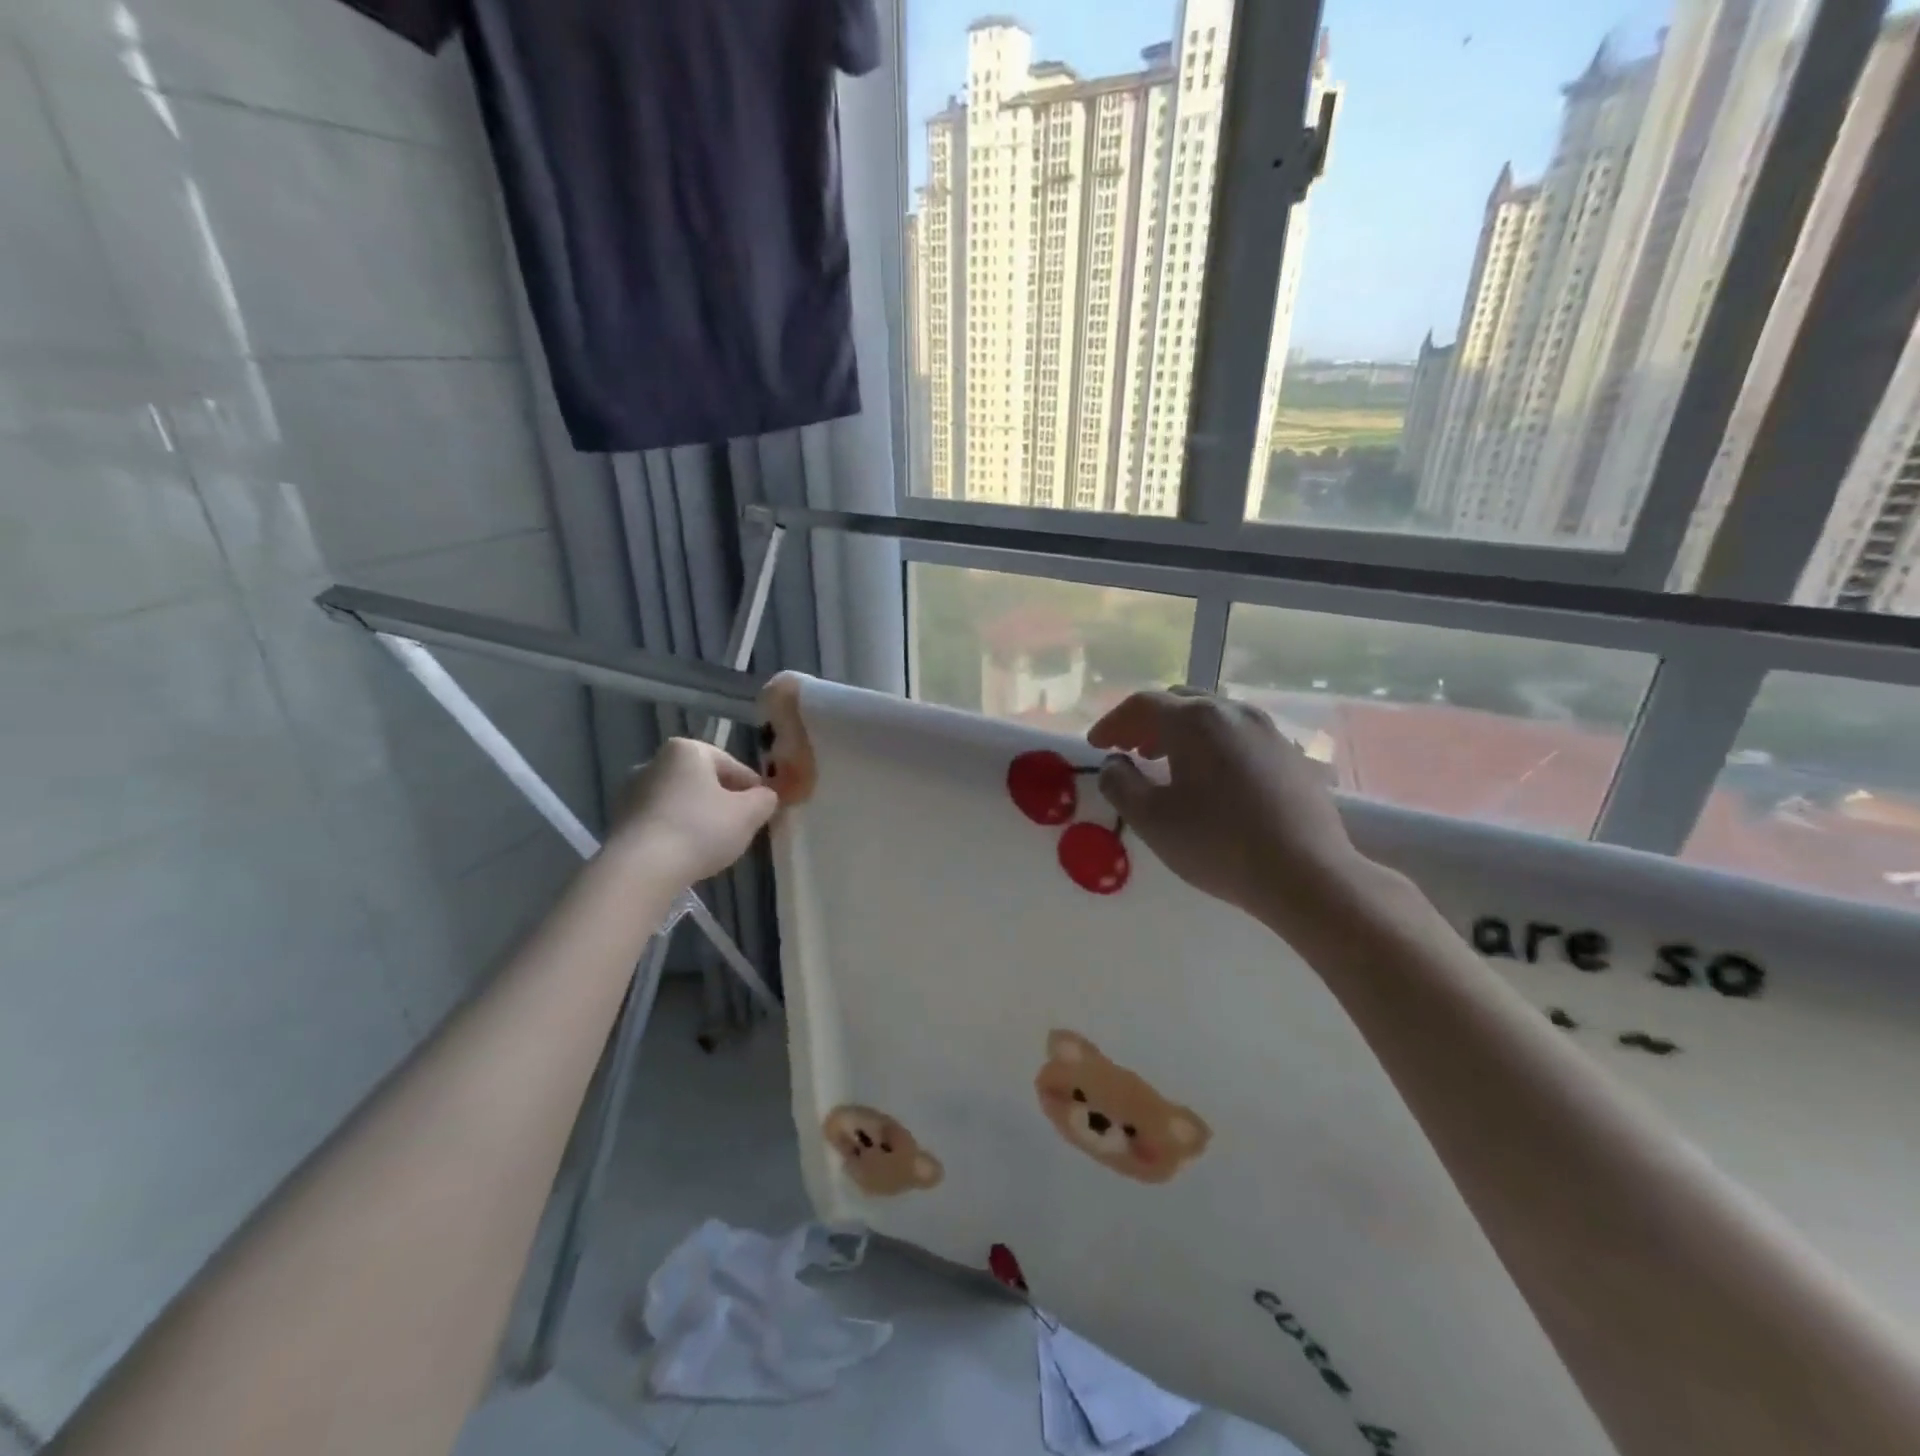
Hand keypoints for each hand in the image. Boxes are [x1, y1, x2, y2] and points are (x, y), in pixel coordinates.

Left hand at [611, 739, 778, 884]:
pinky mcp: (620, 819)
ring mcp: (632, 791)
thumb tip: (765, 796)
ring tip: (714, 844)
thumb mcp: (748, 814)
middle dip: (723, 801)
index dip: (753, 789)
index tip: (763, 811)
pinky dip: (677, 830)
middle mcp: (654, 761)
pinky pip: (661, 820)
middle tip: (740, 827)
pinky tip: (687, 852)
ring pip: (681, 800)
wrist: (641, 868)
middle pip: (703, 781)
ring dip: (699, 816)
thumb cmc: (700, 830)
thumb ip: (765, 800)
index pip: (733, 765)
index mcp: (687, 750)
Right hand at [1088, 688, 1366, 926]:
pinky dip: (1214, 744)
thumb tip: (1114, 763)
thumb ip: (1121, 784)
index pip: (1142, 705)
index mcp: (1196, 721)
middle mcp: (1234, 712)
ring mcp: (1269, 730)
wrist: (1307, 875)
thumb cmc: (1218, 844)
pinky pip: (1241, 735)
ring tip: (1166, 762)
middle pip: (1180, 701)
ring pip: (1214, 715)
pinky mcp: (1292, 754)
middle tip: (1129, 750)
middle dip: (1147, 722)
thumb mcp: (1152, 820)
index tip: (1096, 746)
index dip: (1113, 722)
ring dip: (1181, 732)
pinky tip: (1212, 777)